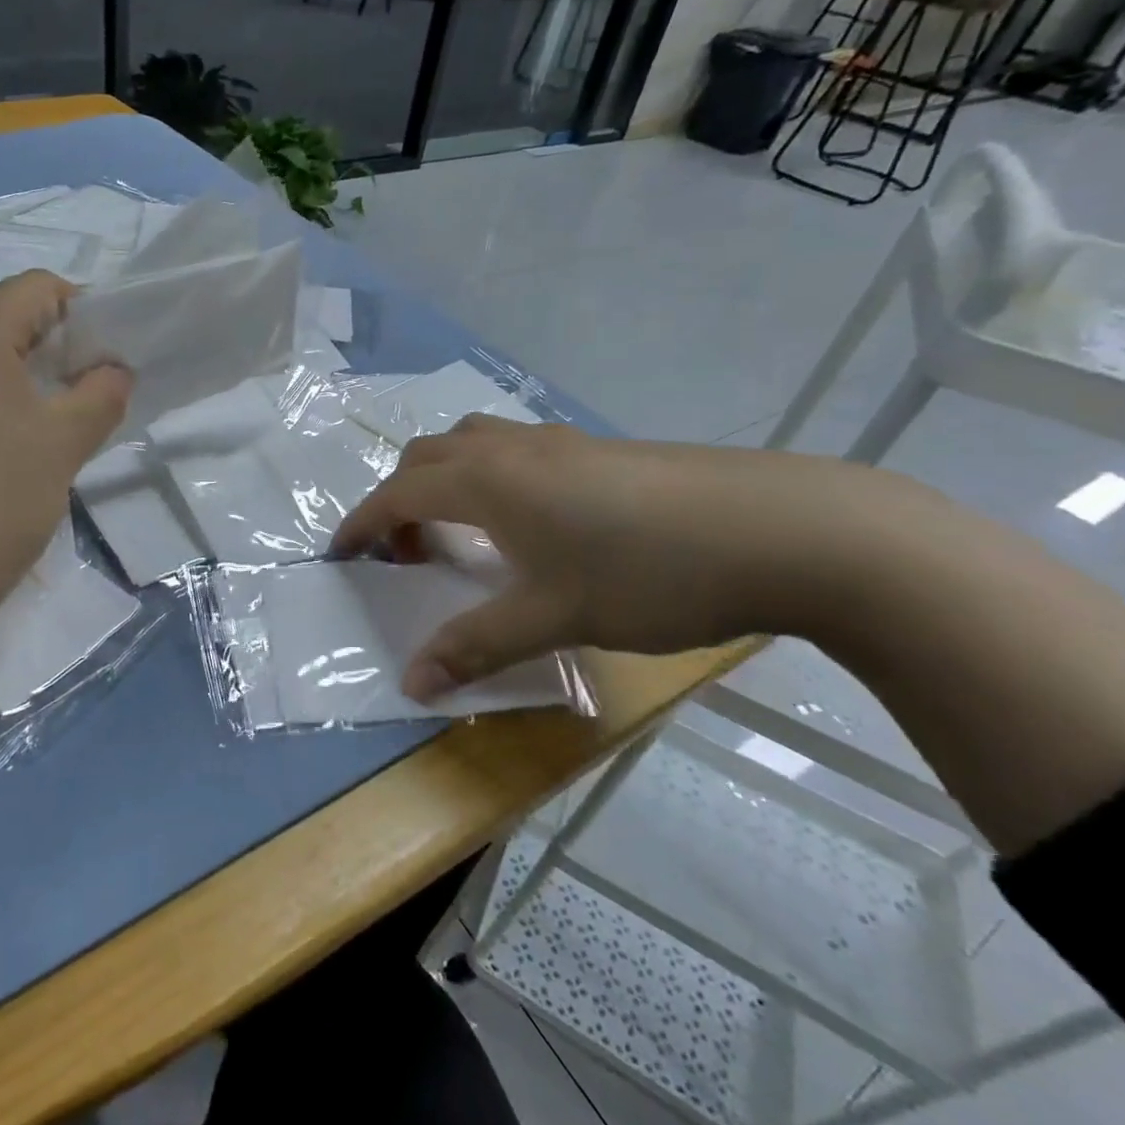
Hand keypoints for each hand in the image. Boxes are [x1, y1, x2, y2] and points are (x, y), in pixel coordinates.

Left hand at [0, 271, 130, 664]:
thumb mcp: (61, 446)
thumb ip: (101, 395)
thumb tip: (113, 369)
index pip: (40, 288)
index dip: (85, 316)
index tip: (108, 365)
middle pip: (4, 320)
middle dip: (54, 353)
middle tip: (85, 404)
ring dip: (20, 384)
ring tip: (44, 438)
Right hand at [331, 418, 915, 699]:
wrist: (785, 529)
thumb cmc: (649, 572)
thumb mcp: (554, 618)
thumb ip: (476, 647)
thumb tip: (412, 683)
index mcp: (487, 481)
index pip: (398, 494)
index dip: (362, 524)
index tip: (340, 554)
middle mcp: (512, 449)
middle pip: (427, 457)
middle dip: (400, 500)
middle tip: (407, 553)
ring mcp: (559, 442)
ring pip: (472, 444)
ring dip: (445, 481)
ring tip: (462, 533)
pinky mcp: (599, 449)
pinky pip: (515, 451)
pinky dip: (489, 478)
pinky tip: (530, 523)